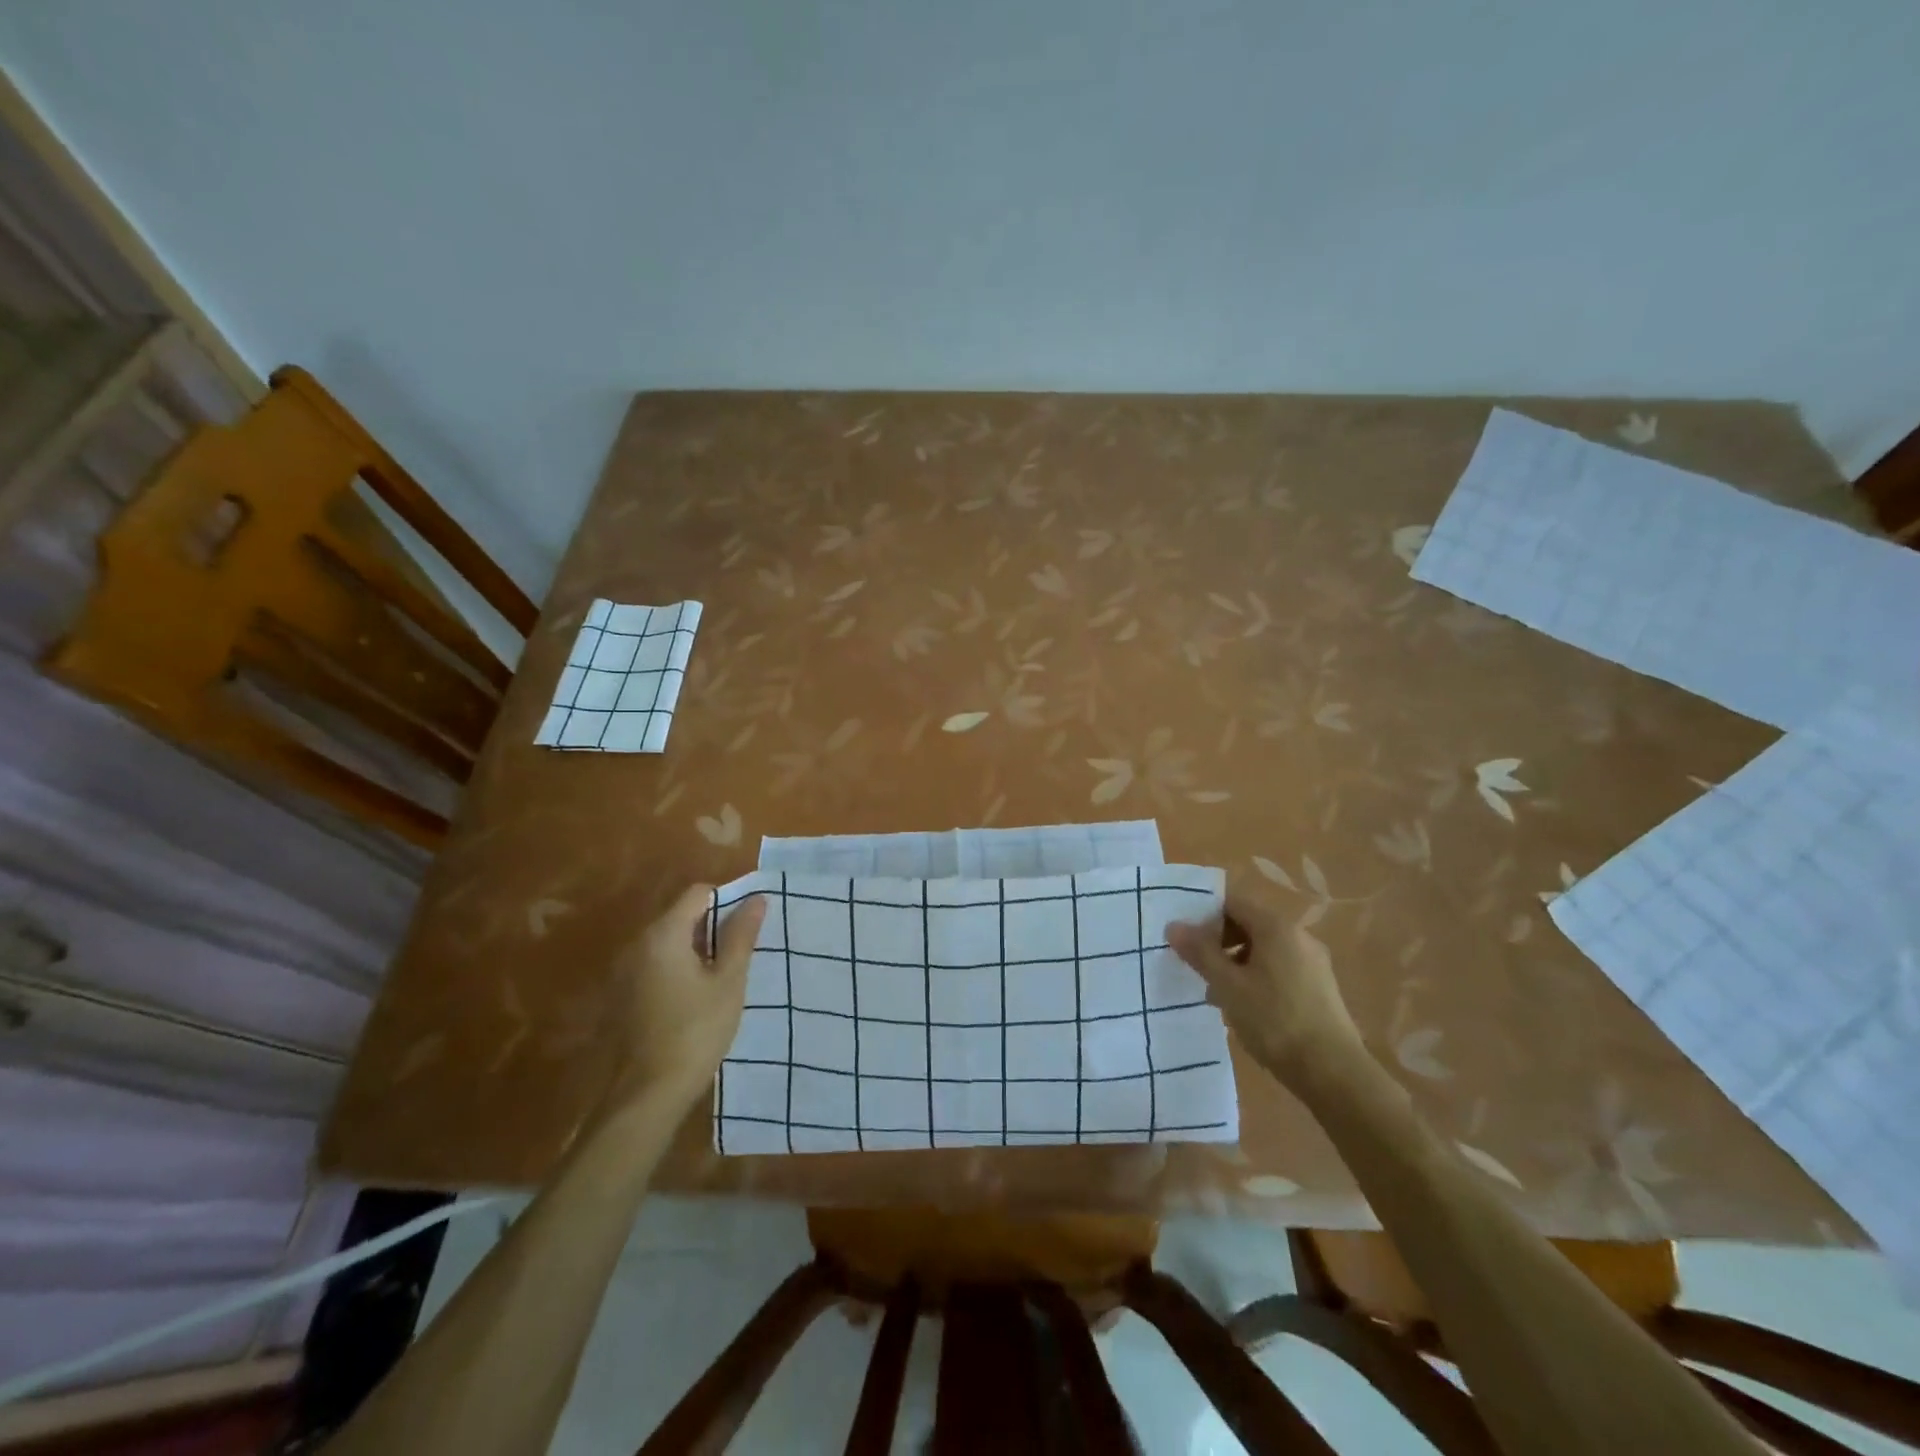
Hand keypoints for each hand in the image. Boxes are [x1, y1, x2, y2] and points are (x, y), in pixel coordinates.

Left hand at [610, 884, 765, 1108]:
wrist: (648, 1093)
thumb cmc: (696, 1031)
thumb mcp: (729, 981)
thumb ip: (741, 935)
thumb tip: (757, 898)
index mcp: (664, 934)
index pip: (698, 893)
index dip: (727, 901)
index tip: (747, 929)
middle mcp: (639, 944)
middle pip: (682, 915)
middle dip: (713, 927)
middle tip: (740, 956)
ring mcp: (627, 970)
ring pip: (670, 941)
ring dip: (697, 949)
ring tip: (723, 978)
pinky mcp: (624, 994)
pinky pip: (657, 964)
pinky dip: (679, 969)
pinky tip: (697, 999)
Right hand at [1166, 886, 1367, 1086]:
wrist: (1333, 1073)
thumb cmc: (1274, 1021)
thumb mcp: (1228, 986)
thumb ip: (1200, 952)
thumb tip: (1174, 926)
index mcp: (1276, 927)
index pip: (1232, 902)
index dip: (1204, 915)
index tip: (1185, 940)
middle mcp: (1298, 936)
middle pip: (1248, 924)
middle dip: (1218, 942)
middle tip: (1197, 968)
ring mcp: (1312, 963)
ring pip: (1262, 950)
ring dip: (1235, 964)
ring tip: (1216, 994)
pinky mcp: (1318, 988)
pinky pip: (1278, 969)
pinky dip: (1256, 978)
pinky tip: (1244, 1008)